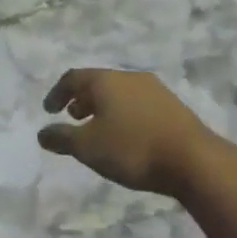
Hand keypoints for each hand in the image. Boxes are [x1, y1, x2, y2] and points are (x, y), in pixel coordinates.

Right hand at [38, 68, 227, 198]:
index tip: (48, 110)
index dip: (57, 93)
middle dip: (81, 99)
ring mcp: (154, 89)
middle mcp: (129, 77)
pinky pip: (138, 103)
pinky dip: (124, 113)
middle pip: (98, 82)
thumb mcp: (88, 147)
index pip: (72, 78)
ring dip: (104, 107)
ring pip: (120, 92)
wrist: (194, 160)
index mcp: (105, 80)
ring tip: (99, 128)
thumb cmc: (133, 148)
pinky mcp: (173, 106)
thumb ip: (62, 139)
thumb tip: (42, 133)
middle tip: (73, 117)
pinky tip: (127, 135)